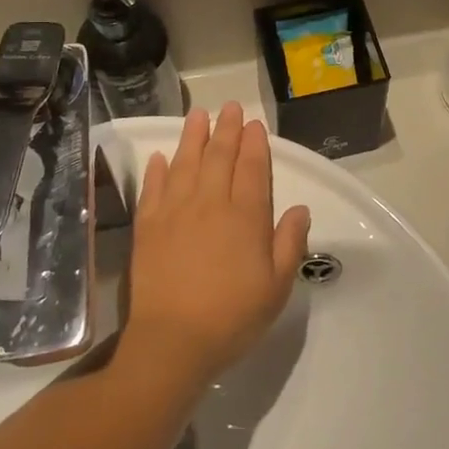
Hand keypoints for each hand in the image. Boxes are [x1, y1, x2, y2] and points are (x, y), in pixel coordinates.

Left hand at [122, 104, 311, 385]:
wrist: (173, 341)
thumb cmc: (232, 316)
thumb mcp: (277, 287)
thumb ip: (289, 243)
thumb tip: (300, 209)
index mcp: (246, 217)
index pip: (252, 168)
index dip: (254, 143)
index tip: (253, 124)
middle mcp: (211, 203)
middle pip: (219, 157)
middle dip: (226, 129)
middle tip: (229, 107)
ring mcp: (175, 212)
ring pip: (186, 163)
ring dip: (192, 136)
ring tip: (197, 115)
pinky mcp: (148, 226)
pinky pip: (153, 188)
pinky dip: (157, 170)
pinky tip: (160, 157)